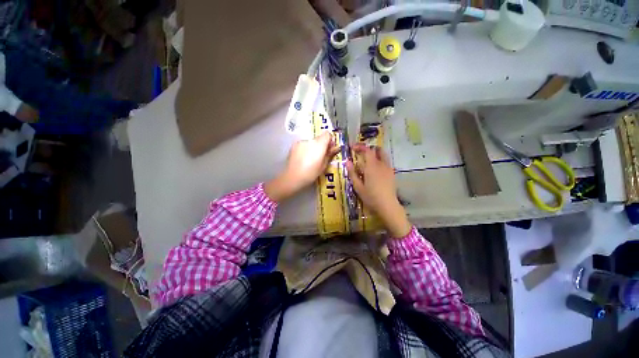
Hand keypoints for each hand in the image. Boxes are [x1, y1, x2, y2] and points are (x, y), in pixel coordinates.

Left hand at [265, 131, 338, 201]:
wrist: (292, 177)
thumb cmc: (311, 173)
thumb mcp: (323, 166)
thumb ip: (330, 154)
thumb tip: (336, 148)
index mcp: (319, 145)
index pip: (327, 134)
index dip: (330, 141)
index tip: (330, 149)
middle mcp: (310, 140)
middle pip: (319, 138)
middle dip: (321, 145)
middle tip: (320, 157)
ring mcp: (301, 142)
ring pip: (310, 142)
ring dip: (313, 148)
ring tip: (310, 160)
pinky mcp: (294, 145)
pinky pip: (303, 145)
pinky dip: (305, 149)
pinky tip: (303, 159)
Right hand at [346, 144, 410, 237]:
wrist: (387, 205)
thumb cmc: (371, 197)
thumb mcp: (358, 186)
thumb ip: (352, 173)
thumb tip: (347, 161)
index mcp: (372, 166)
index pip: (367, 150)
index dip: (359, 147)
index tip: (352, 147)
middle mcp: (381, 164)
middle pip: (376, 150)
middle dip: (367, 148)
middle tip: (360, 152)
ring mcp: (388, 168)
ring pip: (383, 154)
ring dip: (375, 153)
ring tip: (367, 159)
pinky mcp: (392, 173)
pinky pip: (386, 161)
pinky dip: (379, 160)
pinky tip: (374, 168)